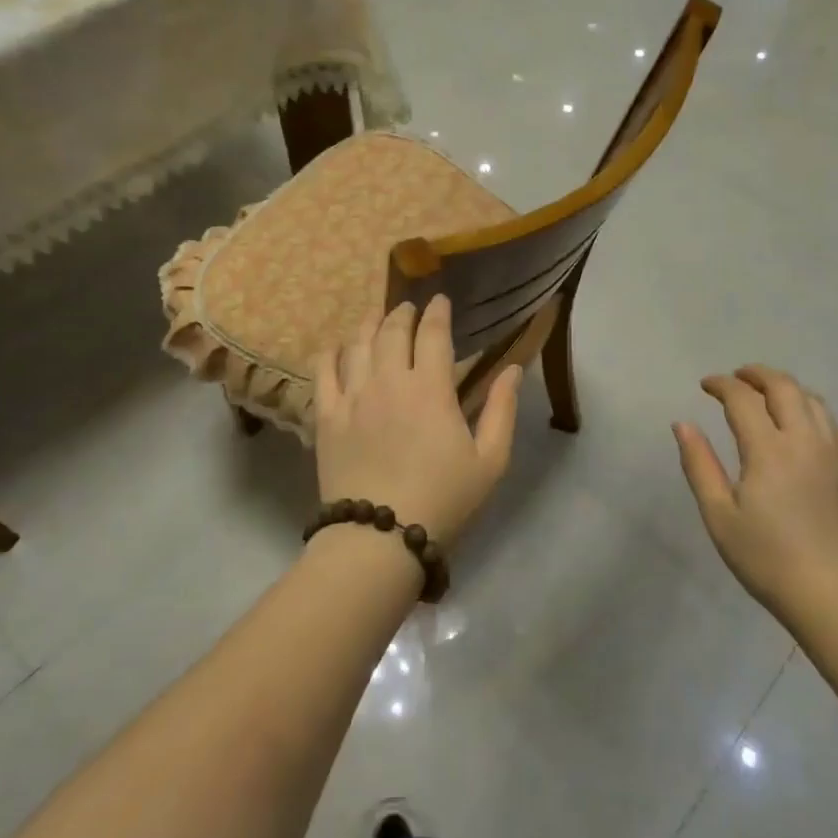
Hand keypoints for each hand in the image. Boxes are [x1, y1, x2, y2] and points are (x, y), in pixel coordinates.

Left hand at [314, 296, 521, 547]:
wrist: (379, 537)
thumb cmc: (443, 499)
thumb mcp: (490, 460)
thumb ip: (502, 409)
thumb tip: (513, 368)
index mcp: (430, 388)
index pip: (433, 334)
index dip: (438, 312)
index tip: (441, 300)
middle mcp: (389, 381)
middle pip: (392, 331)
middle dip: (402, 313)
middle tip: (409, 307)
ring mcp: (353, 396)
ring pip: (358, 344)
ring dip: (369, 324)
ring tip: (375, 316)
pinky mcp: (327, 417)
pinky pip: (324, 372)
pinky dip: (331, 353)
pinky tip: (337, 347)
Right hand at [673, 366, 837, 620]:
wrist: (835, 598)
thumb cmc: (767, 559)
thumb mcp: (719, 516)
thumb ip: (699, 465)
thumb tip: (683, 424)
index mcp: (769, 450)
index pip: (743, 399)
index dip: (722, 385)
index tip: (705, 385)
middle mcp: (805, 441)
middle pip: (784, 388)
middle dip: (757, 375)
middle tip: (737, 378)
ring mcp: (835, 455)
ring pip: (814, 402)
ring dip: (786, 388)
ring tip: (767, 394)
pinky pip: (834, 426)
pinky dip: (812, 411)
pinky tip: (803, 424)